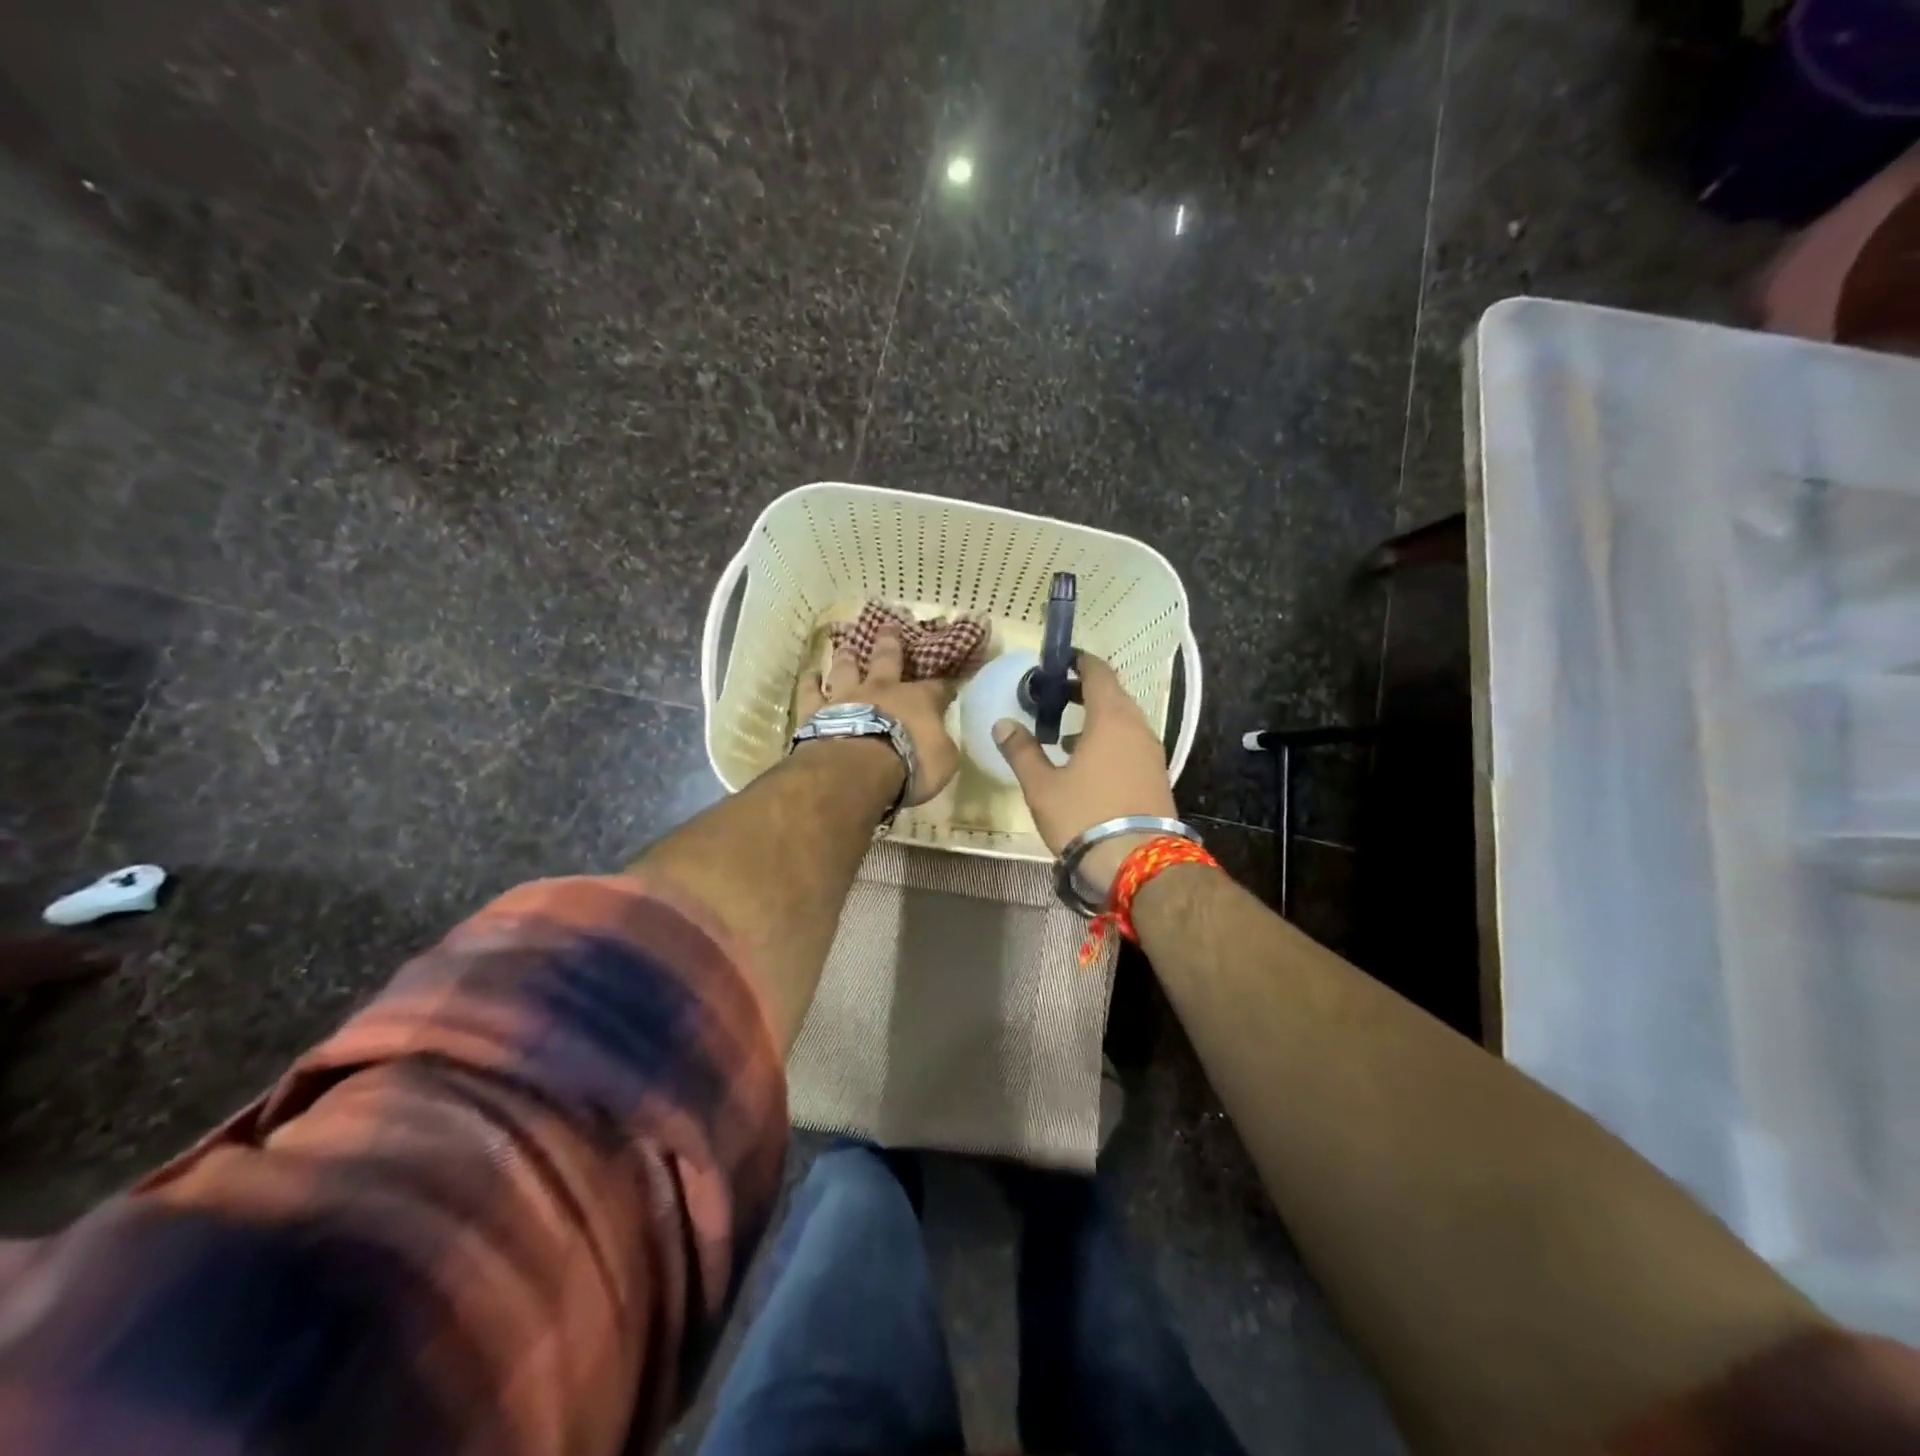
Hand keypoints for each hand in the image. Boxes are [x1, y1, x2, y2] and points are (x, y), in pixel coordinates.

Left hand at [792, 623, 961, 806]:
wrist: (858, 768)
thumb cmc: (909, 765)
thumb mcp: (943, 760)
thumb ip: (942, 745)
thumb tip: (940, 738)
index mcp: (919, 700)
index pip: (937, 689)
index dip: (943, 687)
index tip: (947, 686)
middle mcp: (883, 689)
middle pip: (888, 658)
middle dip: (890, 642)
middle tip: (888, 626)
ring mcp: (847, 697)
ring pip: (846, 668)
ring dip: (847, 656)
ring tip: (845, 645)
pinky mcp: (817, 711)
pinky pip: (810, 691)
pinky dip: (810, 682)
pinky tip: (810, 674)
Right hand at [991, 652, 1177, 896]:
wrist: (1138, 864)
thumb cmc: (1084, 816)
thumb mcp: (1042, 786)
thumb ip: (1022, 751)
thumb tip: (1003, 724)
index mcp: (1110, 718)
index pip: (1098, 673)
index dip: (1078, 662)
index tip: (1058, 662)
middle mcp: (1137, 727)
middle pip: (1112, 695)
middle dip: (1083, 691)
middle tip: (1052, 698)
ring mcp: (1151, 752)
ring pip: (1123, 721)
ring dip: (1096, 719)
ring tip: (1063, 735)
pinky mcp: (1156, 776)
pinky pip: (1131, 744)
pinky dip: (1109, 741)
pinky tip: (1087, 764)